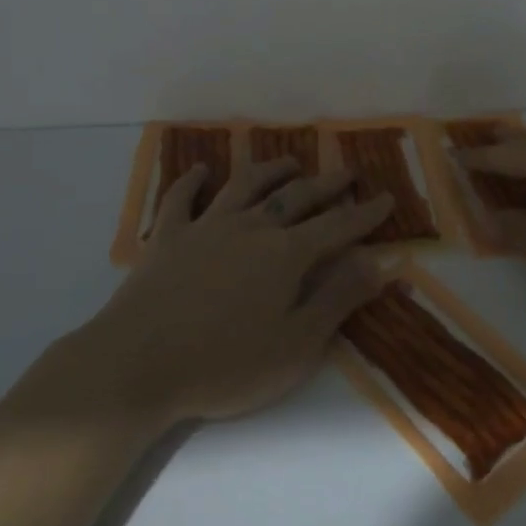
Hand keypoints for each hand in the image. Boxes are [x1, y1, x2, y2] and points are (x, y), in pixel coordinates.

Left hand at [74, 156, 393, 425]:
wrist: (139, 363)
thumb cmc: (225, 364)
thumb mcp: (296, 345)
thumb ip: (338, 299)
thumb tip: (379, 262)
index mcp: (286, 255)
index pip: (337, 226)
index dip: (365, 213)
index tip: (386, 198)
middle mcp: (251, 228)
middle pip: (296, 197)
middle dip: (327, 184)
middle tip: (348, 172)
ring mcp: (206, 226)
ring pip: (245, 185)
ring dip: (270, 170)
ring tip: (289, 162)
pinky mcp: (168, 237)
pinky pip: (181, 198)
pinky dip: (192, 180)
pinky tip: (200, 170)